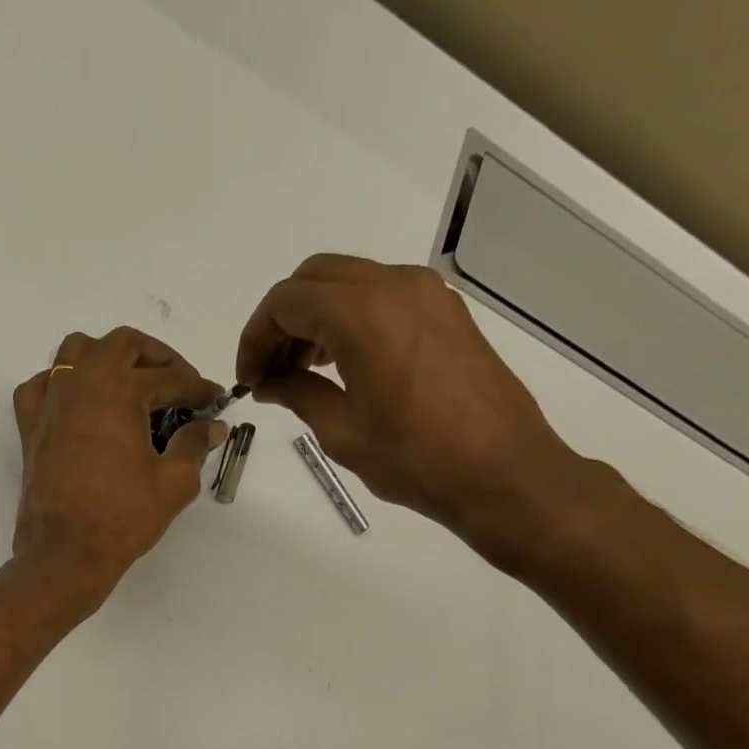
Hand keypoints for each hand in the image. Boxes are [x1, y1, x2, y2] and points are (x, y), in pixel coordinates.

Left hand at [10, 327, 228, 608]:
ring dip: (107, 357)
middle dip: (156, 358)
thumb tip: (211, 427)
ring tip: (128, 385)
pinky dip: (61, 384)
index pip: (169, 378)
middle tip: (177, 384)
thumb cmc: (122, 518)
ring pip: (76, 351)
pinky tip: (78, 404)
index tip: (214, 400)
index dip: (197, 388)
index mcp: (119, 390)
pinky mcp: (30, 427)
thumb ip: (194, 445)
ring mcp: (50, 403)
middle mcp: (81, 383)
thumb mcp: (173, 483)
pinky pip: (41, 386)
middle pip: (122, 345)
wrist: (65, 553)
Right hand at [236, 254, 592, 555]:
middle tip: (269, 372)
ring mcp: (426, 293)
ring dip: (315, 317)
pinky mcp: (445, 310)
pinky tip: (341, 365)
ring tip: (300, 372)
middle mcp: (395, 286)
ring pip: (349, 282)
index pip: (287, 301)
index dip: (256, 337)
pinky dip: (349, 319)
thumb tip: (270, 382)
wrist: (500, 469)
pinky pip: (381, 296)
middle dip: (281, 320)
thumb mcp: (342, 432)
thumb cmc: (414, 458)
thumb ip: (299, 394)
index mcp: (363, 315)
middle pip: (315, 278)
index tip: (249, 379)